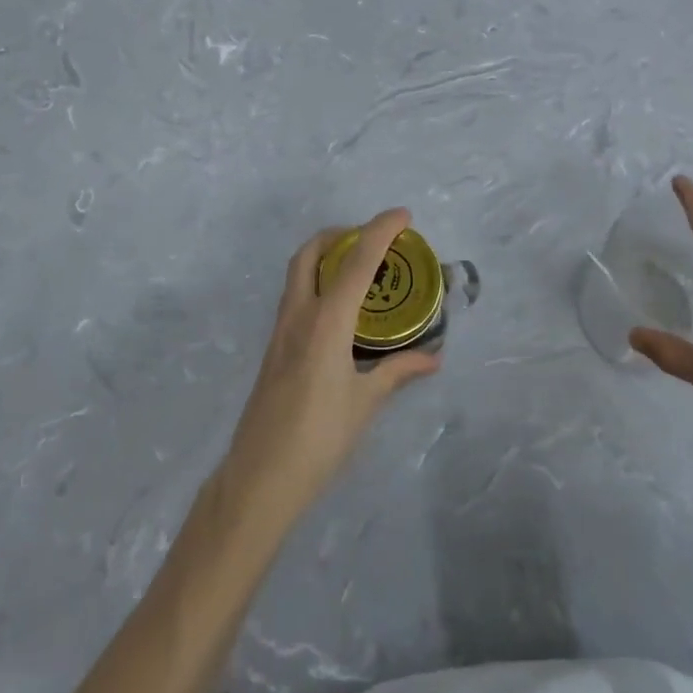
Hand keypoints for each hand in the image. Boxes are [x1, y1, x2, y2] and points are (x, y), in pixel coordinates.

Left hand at [220, 209, 441, 527]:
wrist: (260, 477)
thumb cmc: (319, 438)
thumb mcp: (366, 403)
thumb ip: (398, 372)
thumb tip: (433, 357)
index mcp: (325, 321)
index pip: (356, 261)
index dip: (380, 230)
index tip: (403, 215)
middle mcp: (298, 315)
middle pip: (311, 252)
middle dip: (340, 233)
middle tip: (371, 240)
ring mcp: (280, 331)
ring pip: (298, 273)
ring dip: (326, 257)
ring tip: (361, 270)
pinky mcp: (274, 348)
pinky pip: (296, 297)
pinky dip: (319, 283)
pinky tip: (341, 310)